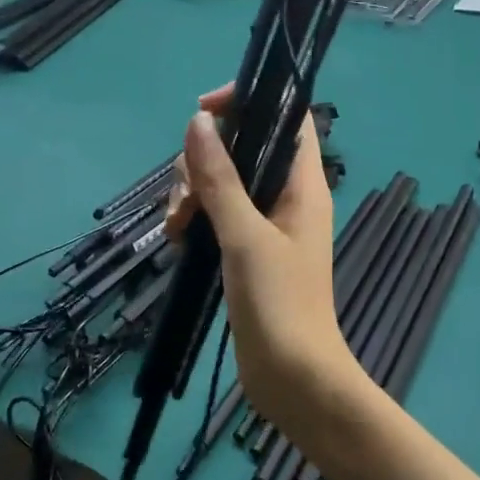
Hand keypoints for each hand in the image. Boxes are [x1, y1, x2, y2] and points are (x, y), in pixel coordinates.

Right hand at [165, 88, 358, 417]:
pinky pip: (216, 215)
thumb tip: (198, 121)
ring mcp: (265, 224)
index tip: (203, 111)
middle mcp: (286, 196)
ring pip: (223, 182)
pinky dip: (194, 220)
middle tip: (185, 200)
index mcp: (303, 184)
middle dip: (203, 161)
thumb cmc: (280, 304)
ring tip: (176, 229)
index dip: (249, 100)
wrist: (294, 379)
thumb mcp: (245, 236)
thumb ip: (220, 178)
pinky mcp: (246, 250)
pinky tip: (178, 244)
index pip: (287, 114)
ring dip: (192, 194)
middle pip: (242, 147)